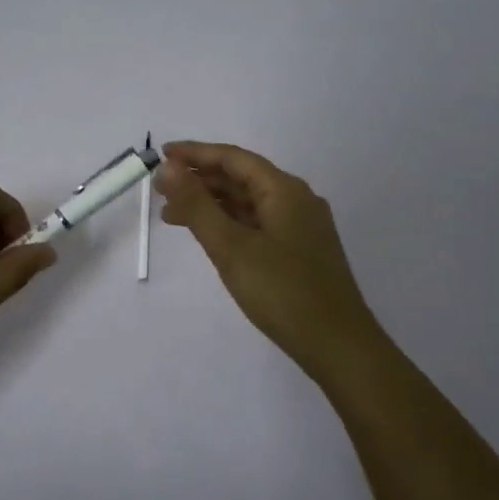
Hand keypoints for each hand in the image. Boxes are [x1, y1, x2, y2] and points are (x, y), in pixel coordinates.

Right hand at [154, 141, 385, 376]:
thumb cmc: (282, 291)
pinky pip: (256, 224)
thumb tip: (168, 168)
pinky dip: (228, 224)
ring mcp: (300, 227)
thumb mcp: (231, 247)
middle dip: (199, 180)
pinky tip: (208, 236)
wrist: (338, 346)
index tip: (161, 155)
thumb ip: (197, 205)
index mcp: (284, 190)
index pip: (233, 158)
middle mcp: (295, 200)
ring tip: (172, 215)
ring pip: (247, 203)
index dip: (195, 153)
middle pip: (241, 178)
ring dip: (211, 204)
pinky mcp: (299, 251)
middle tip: (160, 189)